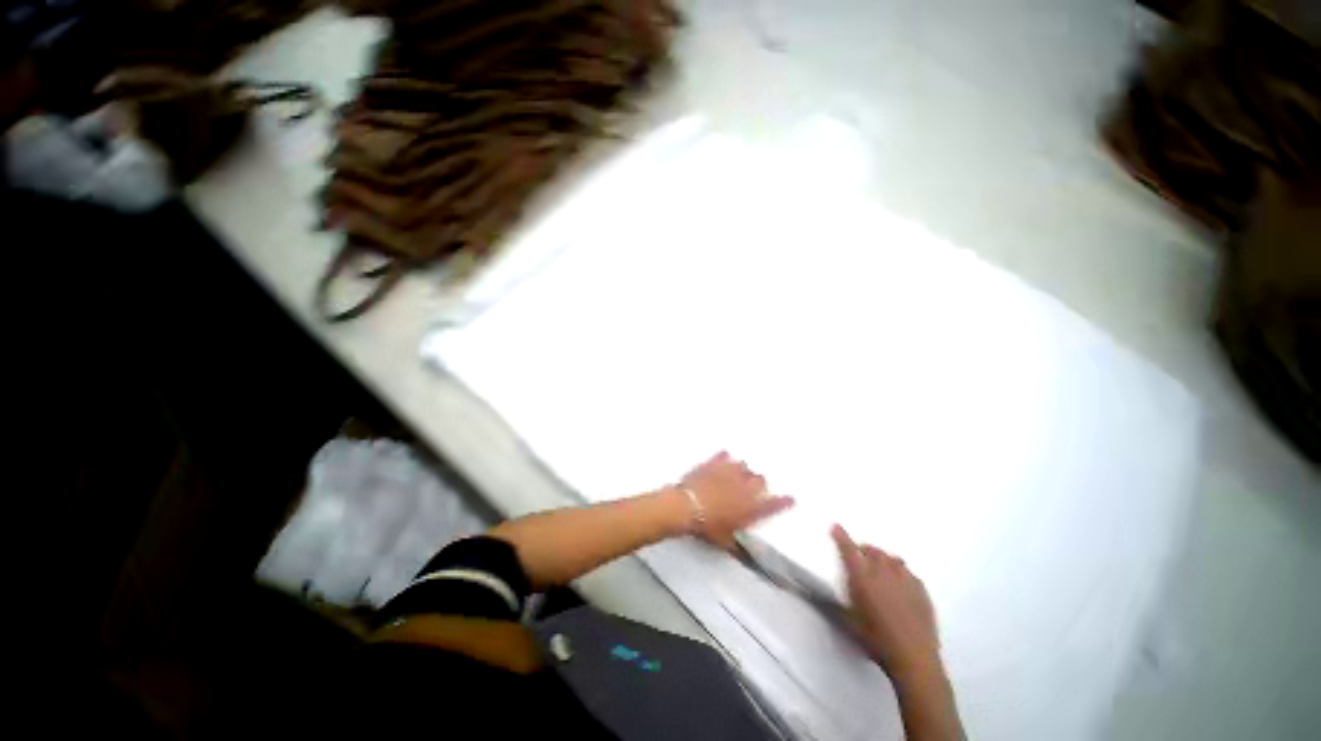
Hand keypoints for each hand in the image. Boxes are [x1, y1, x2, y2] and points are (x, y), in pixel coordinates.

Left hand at [678, 452, 793, 549]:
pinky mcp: (714, 464)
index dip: (783, 502)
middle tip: (755, 487)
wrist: (686, 507)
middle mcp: (743, 488)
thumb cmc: (707, 527)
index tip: (791, 499)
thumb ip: (736, 544)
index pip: (772, 505)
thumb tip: (742, 554)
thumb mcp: (724, 541)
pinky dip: (724, 457)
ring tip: (738, 474)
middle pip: (760, 480)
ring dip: (743, 470)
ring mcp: (728, 473)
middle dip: (760, 483)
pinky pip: (723, 457)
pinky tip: (725, 456)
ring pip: (743, 466)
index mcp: (749, 508)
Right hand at [831, 524, 941, 679]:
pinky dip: (899, 573)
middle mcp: (883, 571)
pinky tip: (899, 586)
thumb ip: (834, 603)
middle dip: (863, 550)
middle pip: (872, 550)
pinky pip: (907, 572)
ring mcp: (905, 578)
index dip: (841, 536)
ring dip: (882, 560)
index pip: (848, 549)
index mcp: (862, 576)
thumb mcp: (848, 621)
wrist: (914, 658)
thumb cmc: (876, 639)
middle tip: (860, 560)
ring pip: (890, 558)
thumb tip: (816, 595)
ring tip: (880, 572)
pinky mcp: (921, 588)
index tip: (836, 527)